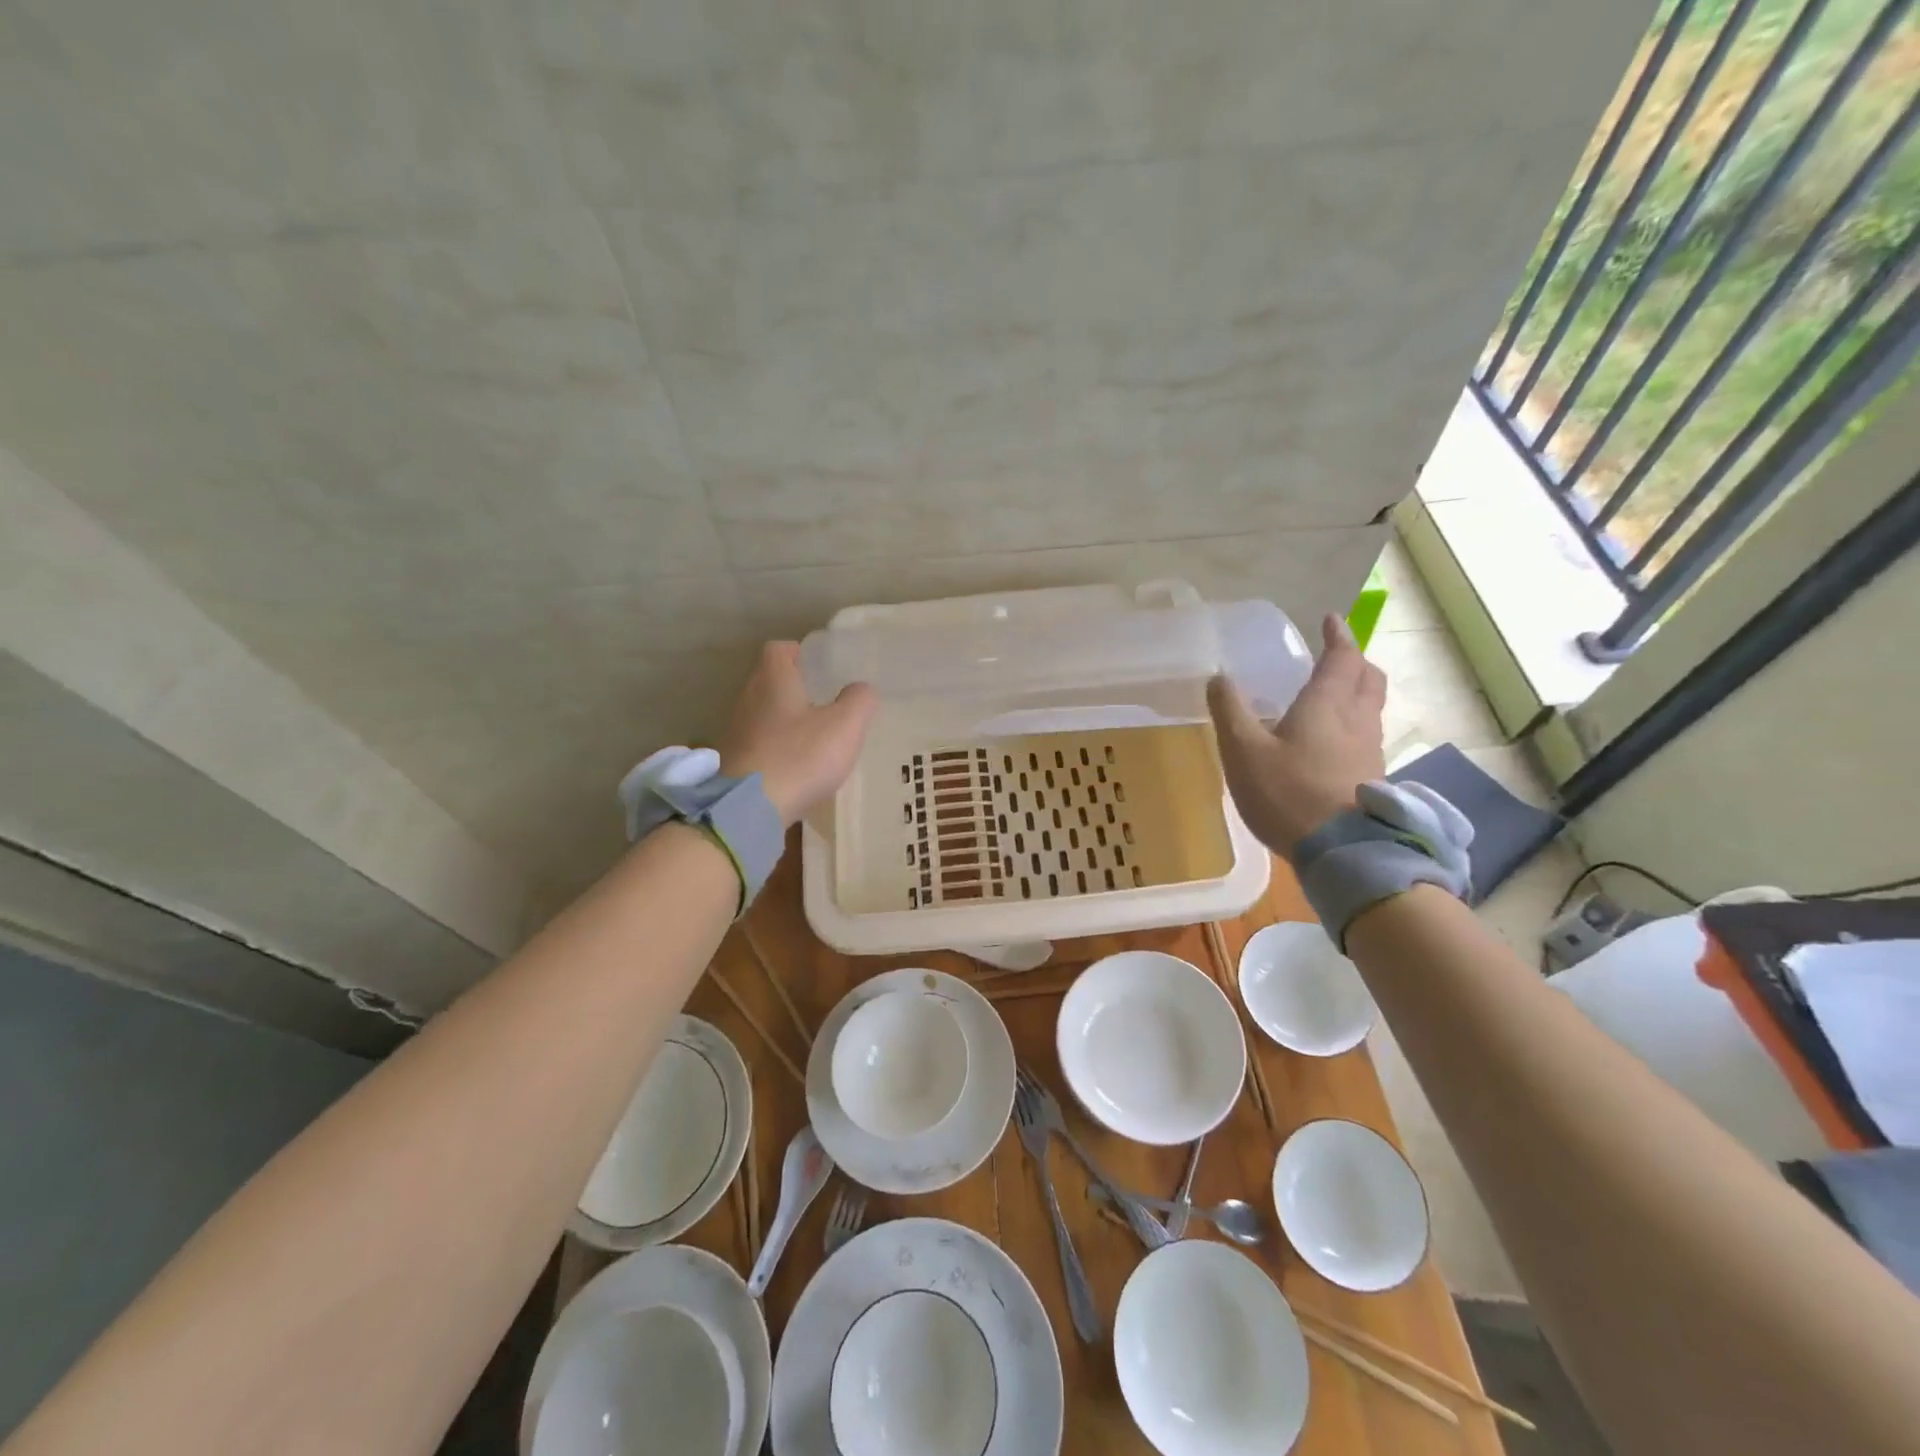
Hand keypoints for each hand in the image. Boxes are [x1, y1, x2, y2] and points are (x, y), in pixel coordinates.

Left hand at [718, 642, 877, 825]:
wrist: (750, 808)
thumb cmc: (800, 756)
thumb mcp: (845, 725)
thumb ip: (859, 701)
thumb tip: (861, 689)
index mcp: (774, 679)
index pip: (779, 649)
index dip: (800, 653)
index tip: (820, 668)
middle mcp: (749, 698)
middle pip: (770, 681)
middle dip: (796, 688)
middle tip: (825, 701)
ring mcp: (737, 731)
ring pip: (764, 714)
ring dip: (786, 720)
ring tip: (815, 736)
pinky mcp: (734, 761)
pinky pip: (759, 743)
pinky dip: (777, 748)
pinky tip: (797, 766)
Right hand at [1207, 613, 1386, 860]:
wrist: (1341, 851)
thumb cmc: (1288, 792)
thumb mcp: (1243, 750)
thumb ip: (1230, 711)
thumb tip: (1219, 678)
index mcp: (1328, 704)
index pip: (1342, 657)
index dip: (1337, 636)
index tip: (1329, 620)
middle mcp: (1358, 720)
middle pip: (1369, 679)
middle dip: (1354, 662)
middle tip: (1336, 657)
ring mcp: (1370, 750)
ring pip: (1371, 708)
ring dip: (1357, 693)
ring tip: (1332, 697)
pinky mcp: (1371, 777)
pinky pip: (1367, 736)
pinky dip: (1354, 724)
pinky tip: (1333, 742)